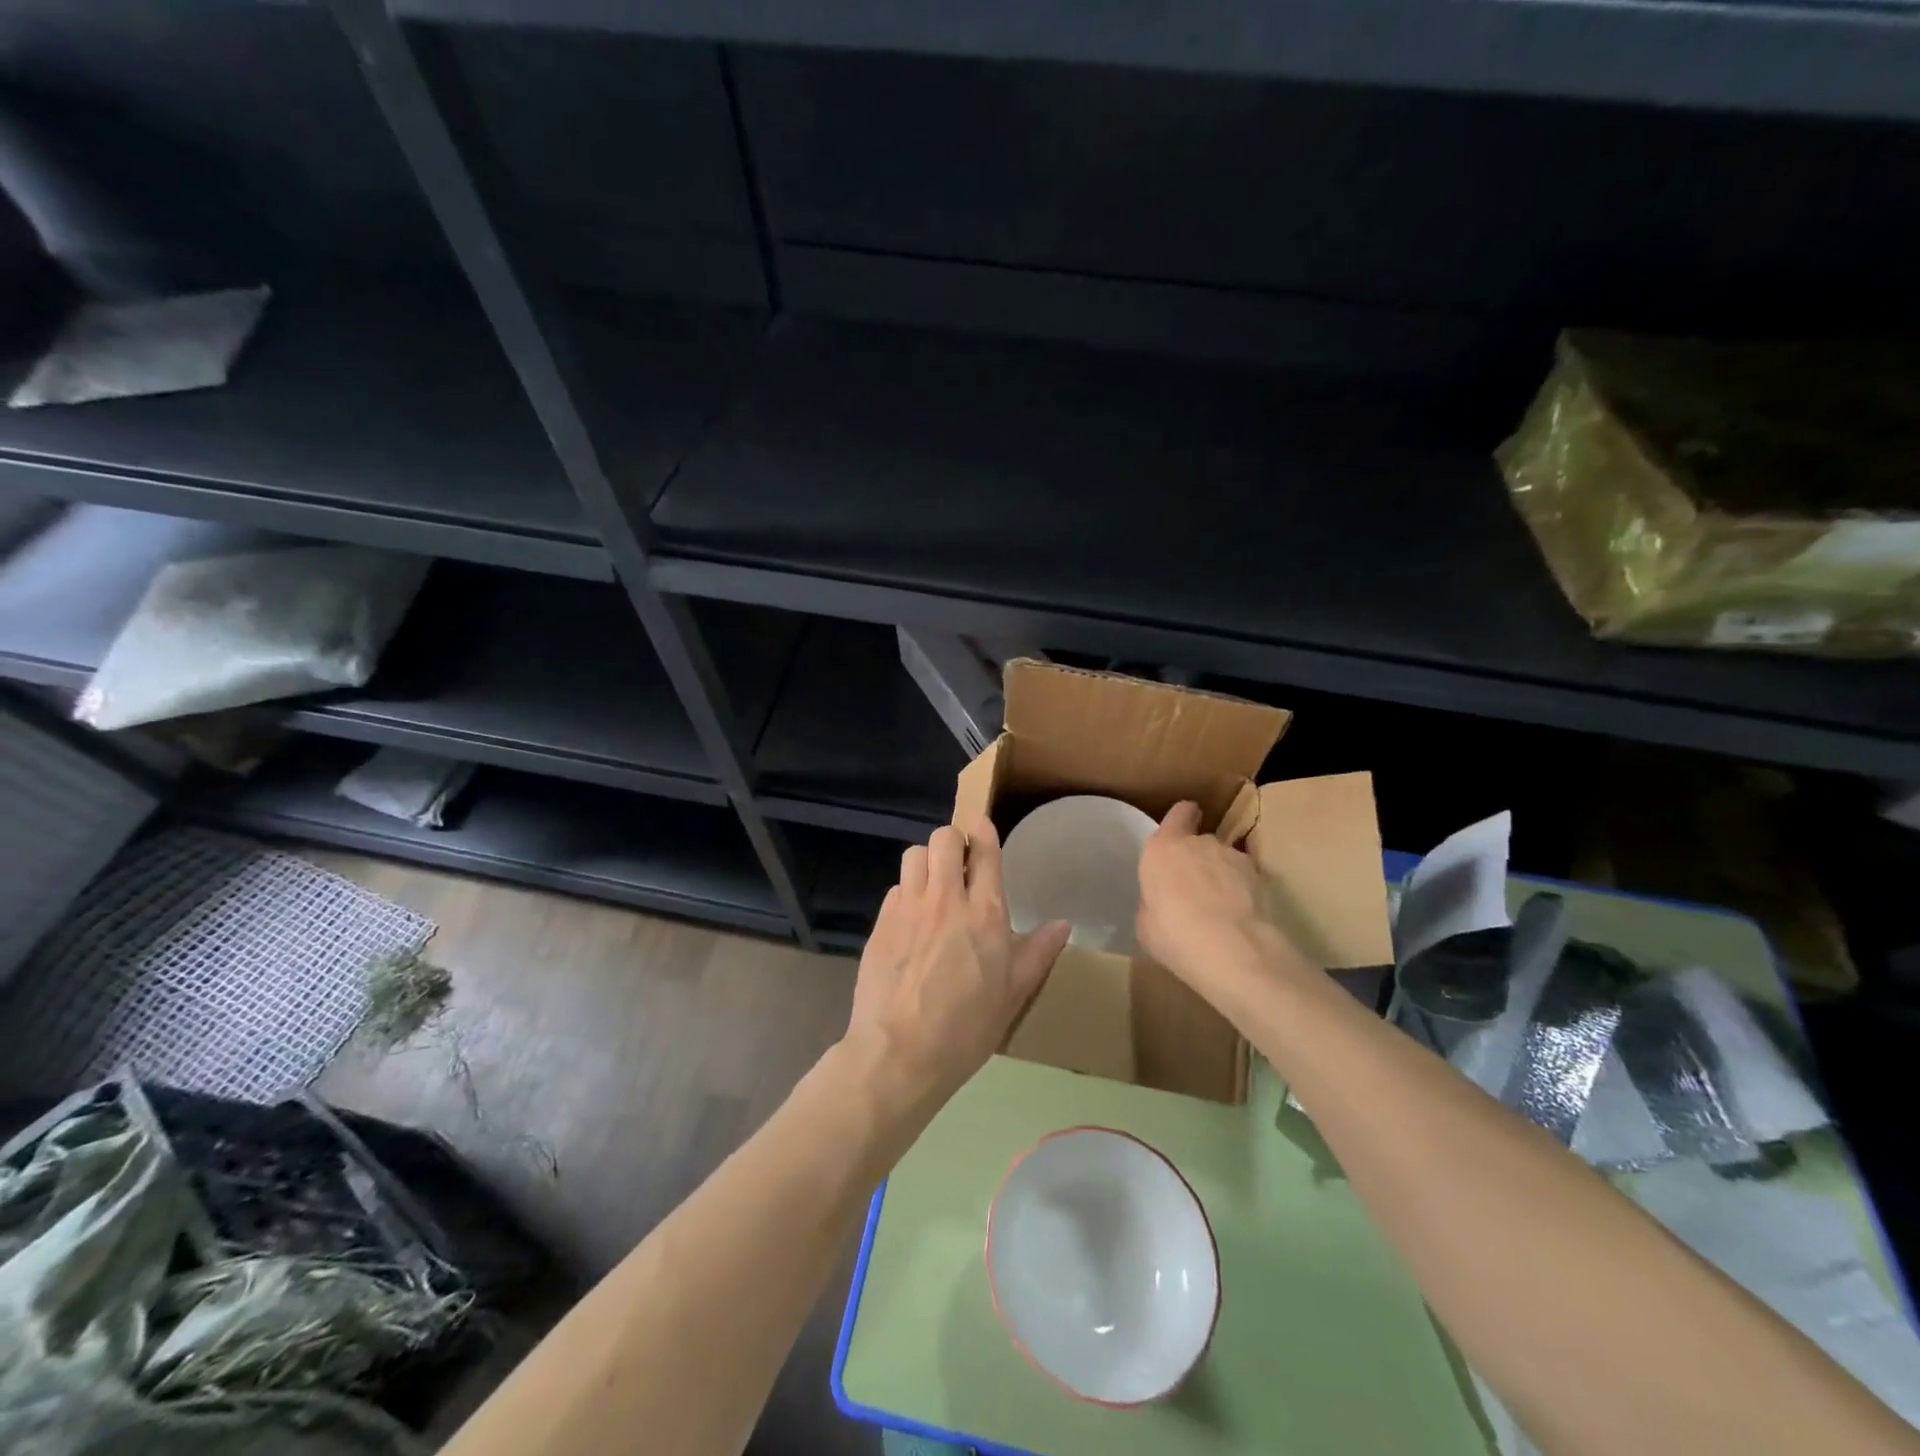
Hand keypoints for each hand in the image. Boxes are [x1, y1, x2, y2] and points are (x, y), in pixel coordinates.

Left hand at [845, 819, 1071, 1113]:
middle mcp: (946, 898)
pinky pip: (896, 888)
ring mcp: (908, 907)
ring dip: (927, 862)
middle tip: (959, 865)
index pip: (984, 849)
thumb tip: (1063, 924)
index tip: (982, 829)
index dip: (983, 831)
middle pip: (944, 837)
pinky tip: (910, 921)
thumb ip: (1038, 953)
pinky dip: (906, 893)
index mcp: (985, 913)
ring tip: (933, 887)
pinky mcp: (881, 922)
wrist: (899, 1054)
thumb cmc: (966, 1029)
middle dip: (953, 842)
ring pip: (915, 854)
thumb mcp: (1013, 995)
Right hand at [1137, 801, 1299, 1009]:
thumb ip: (1154, 901)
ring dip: (1223, 876)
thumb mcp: (1147, 923)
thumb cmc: (1174, 935)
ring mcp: (1233, 857)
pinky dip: (1244, 891)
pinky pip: (1247, 878)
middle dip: (1199, 860)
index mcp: (1163, 849)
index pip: (1179, 813)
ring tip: (1222, 909)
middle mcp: (1199, 843)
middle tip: (1195, 891)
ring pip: (1226, 859)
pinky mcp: (1261, 877)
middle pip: (1200, 841)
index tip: (1182, 831)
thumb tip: (1164, 902)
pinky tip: (1242, 916)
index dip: (1182, 820)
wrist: (1232, 950)